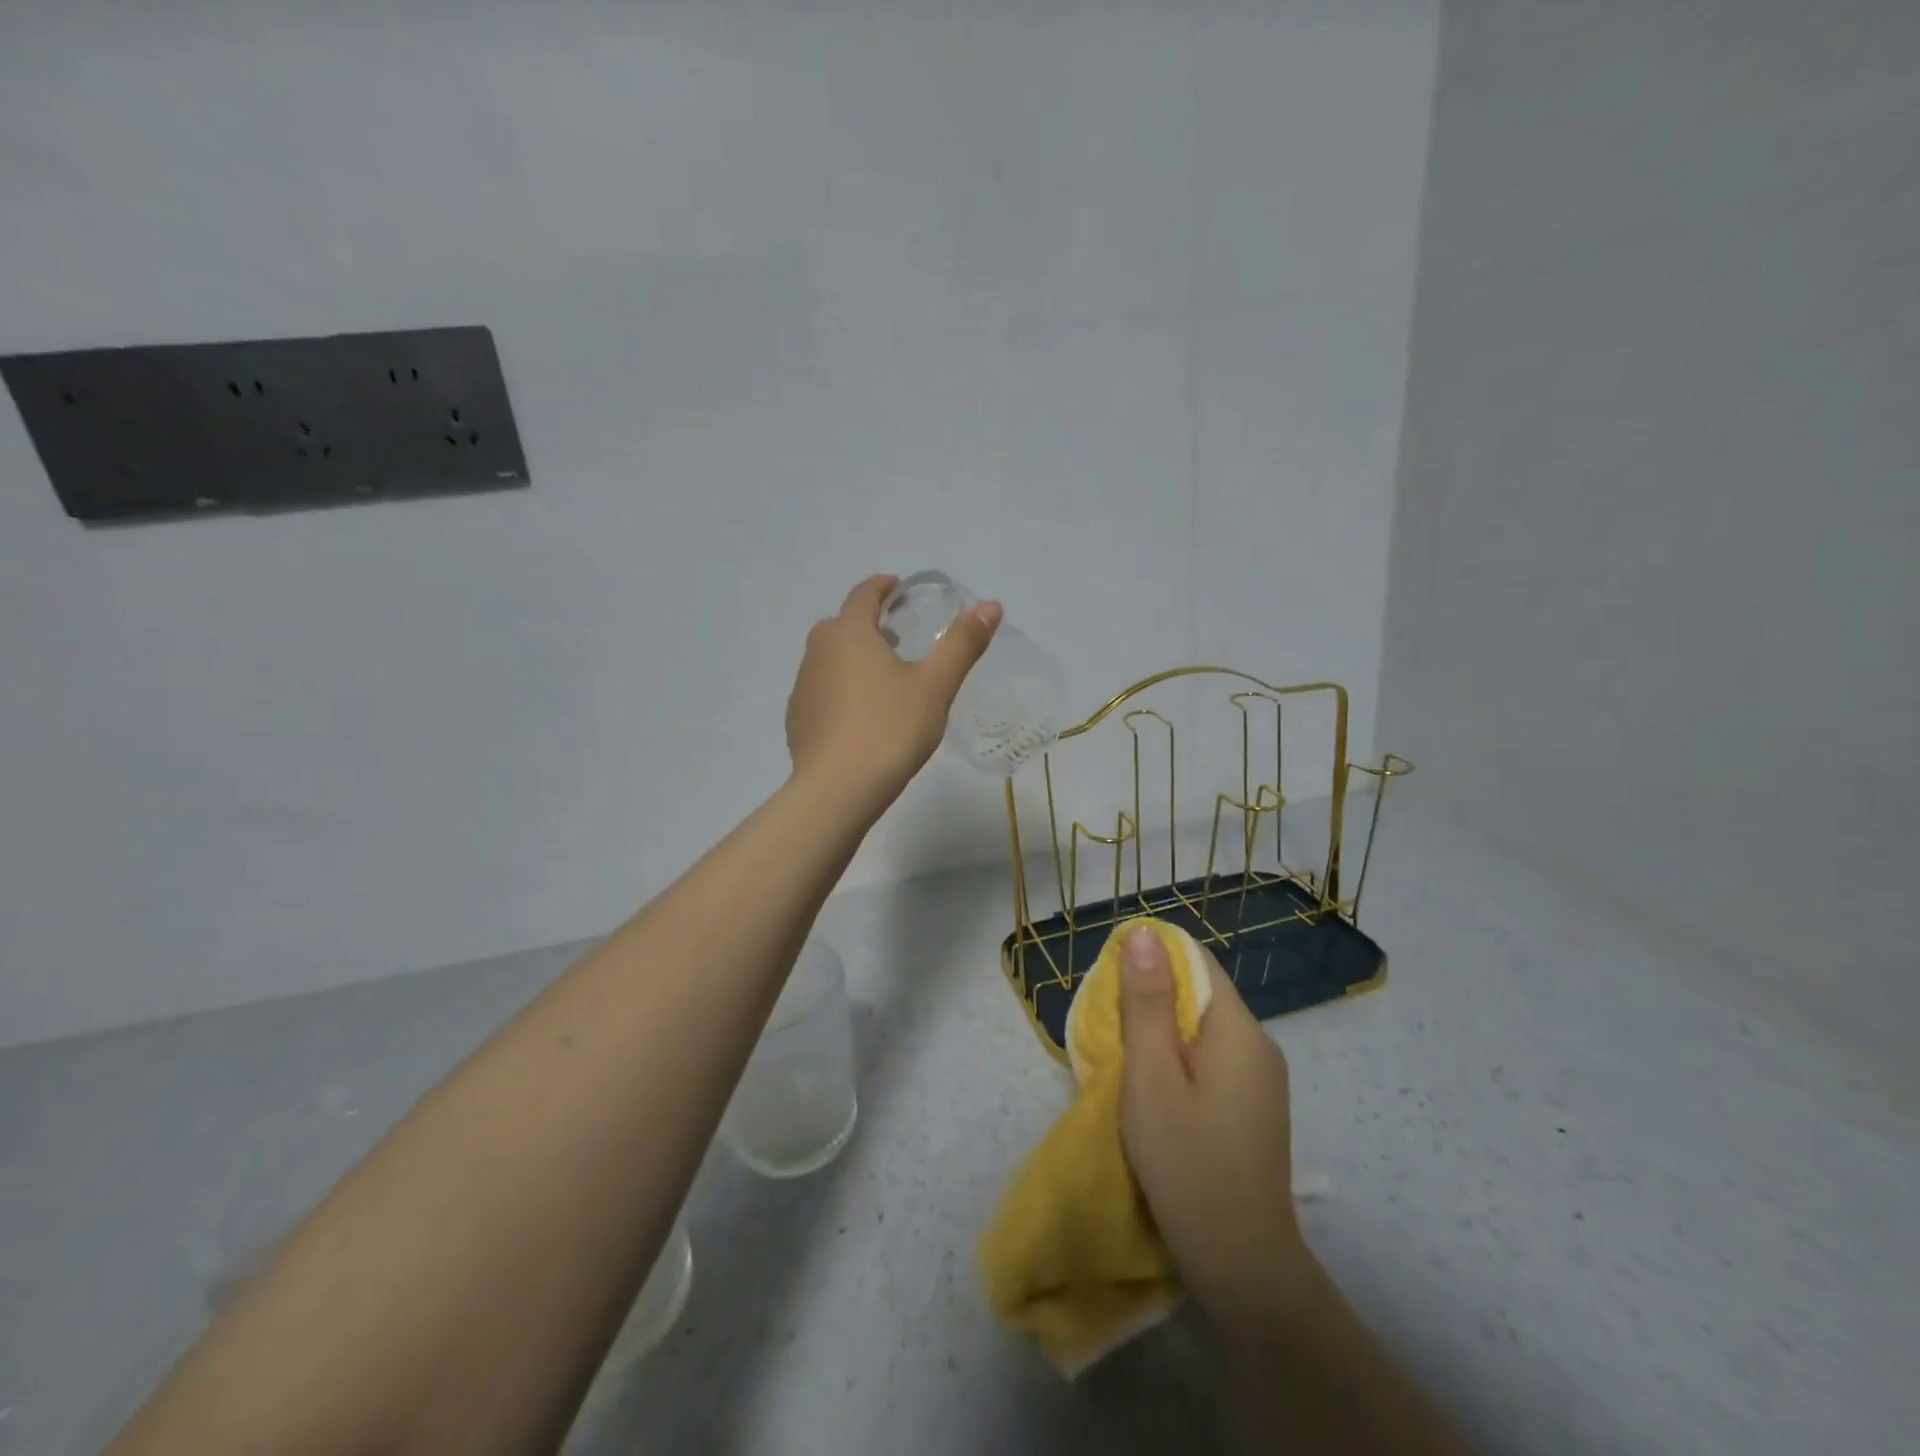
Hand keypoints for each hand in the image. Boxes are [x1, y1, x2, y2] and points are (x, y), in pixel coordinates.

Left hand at [785, 574, 1001, 811]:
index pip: (863, 595)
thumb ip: (962, 644)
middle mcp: (818, 652)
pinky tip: (858, 717)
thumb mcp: (935, 685)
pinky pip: (820, 691)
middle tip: (894, 638)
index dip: (882, 587)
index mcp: (849, 633)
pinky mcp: (797, 720)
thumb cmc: (890, 728)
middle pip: (841, 625)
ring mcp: (802, 687)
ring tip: (880, 679)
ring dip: (851, 658)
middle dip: (866, 625)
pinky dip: (838, 691)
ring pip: (827, 659)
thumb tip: (990, 606)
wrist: (837, 790)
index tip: (897, 588)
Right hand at [1116, 925, 1314, 1335]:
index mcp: (1240, 1030)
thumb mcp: (1152, 1076)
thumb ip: (1147, 1003)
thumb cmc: (1187, 1162)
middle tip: (1110, 1030)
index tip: (1112, 983)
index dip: (1152, 959)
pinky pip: (1213, 1062)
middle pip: (1201, 995)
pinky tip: (1157, 1094)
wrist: (1243, 1266)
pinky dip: (1180, 1063)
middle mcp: (1260, 1046)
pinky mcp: (1254, 1110)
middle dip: (1153, 1001)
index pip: (1197, 962)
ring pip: (1204, 1032)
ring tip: (1127, 1064)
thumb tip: (1143, 934)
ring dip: (1163, 1035)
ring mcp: (1262, 1081)